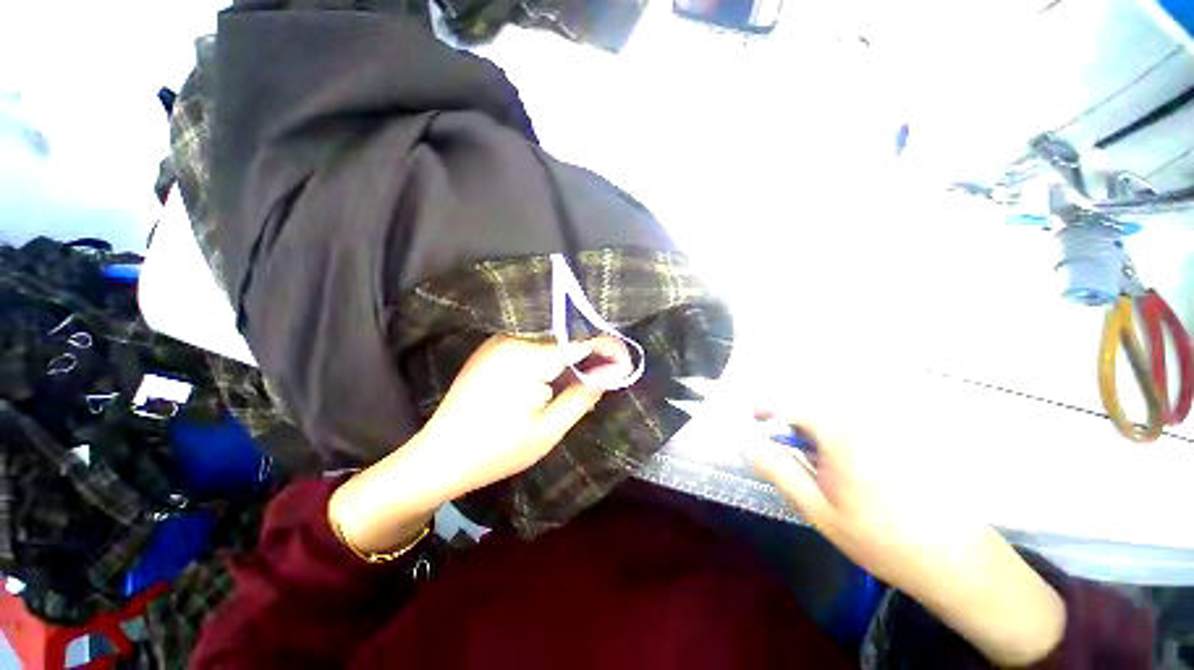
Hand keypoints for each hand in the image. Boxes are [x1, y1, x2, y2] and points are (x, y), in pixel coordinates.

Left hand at [330, 335, 631, 554]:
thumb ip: (583, 395)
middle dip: (592, 352)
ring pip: (549, 338)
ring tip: (588, 375)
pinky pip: (532, 343)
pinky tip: (559, 373)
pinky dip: (552, 355)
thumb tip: (611, 373)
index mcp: (528, 356)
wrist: (437, 458)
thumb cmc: (496, 451)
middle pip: (565, 335)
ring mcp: (498, 340)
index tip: (626, 363)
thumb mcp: (548, 430)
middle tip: (609, 373)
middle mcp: (513, 338)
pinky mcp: (492, 349)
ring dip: (572, 354)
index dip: (608, 349)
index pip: (580, 341)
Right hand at [749, 408, 1065, 666]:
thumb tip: (750, 443)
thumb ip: (779, 469)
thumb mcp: (818, 509)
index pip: (792, 406)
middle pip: (815, 409)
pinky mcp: (907, 441)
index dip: (768, 411)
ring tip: (821, 467)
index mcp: (841, 433)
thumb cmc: (879, 538)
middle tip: (787, 453)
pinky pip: (863, 428)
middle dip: (794, 425)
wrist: (956, 561)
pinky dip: (845, 439)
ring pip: (838, 418)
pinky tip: (855, 471)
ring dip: (819, 433)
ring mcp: (890, 429)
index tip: (752, 419)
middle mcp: (866, 421)